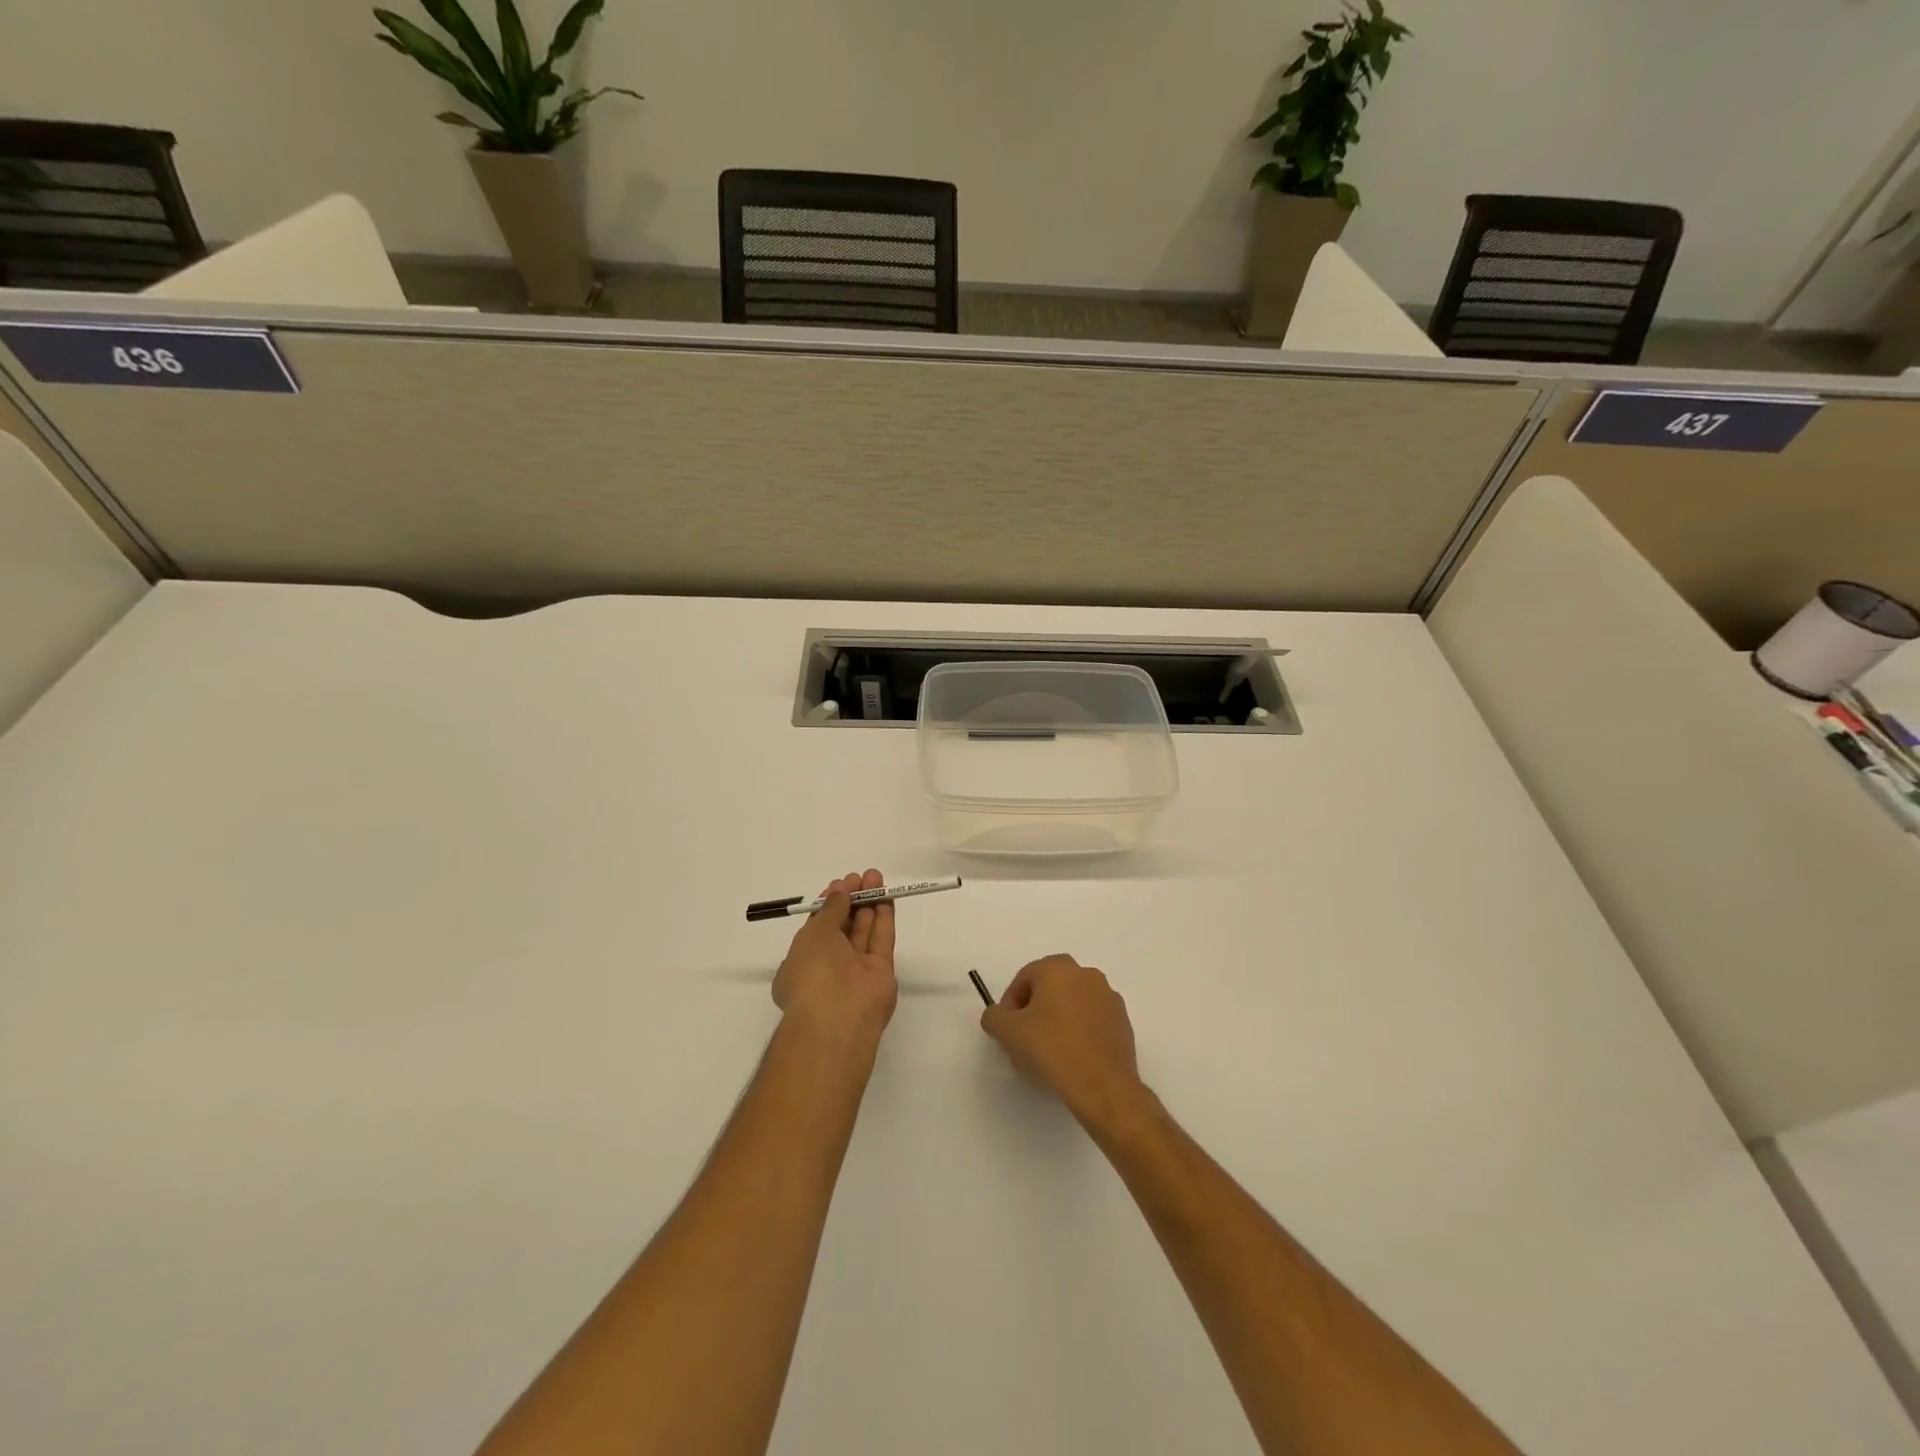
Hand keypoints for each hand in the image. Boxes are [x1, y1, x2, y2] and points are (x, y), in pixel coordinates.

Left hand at [772, 869, 897, 1047]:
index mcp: (803, 959)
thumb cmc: (813, 972)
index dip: (830, 903)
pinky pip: (882, 939)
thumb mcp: (814, 933)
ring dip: (870, 903)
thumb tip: (840, 891)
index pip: (819, 926)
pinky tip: (887, 896)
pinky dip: (884, 917)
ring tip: (876, 877)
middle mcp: (829, 964)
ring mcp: (856, 969)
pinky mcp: (881, 972)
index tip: (841, 882)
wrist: (838, 1017)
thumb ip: (831, 909)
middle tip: (862, 876)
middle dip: (852, 899)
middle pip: (844, 926)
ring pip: (864, 930)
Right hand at [981, 954, 1146, 1125]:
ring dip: (1057, 1020)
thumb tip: (998, 1015)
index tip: (1007, 1031)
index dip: (1010, 1005)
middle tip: (1025, 1040)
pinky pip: (1091, 1020)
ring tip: (1049, 1053)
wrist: (1102, 1086)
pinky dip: (1079, 1031)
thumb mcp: (1008, 1032)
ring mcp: (1108, 996)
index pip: (1023, 979)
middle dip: (1034, 1011)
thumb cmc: (1051, 1050)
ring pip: (1071, 1004)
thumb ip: (994, 1016)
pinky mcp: (1123, 1021)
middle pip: (1049, 989)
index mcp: (1058, 968)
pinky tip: (1072, 1058)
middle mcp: (1085, 973)